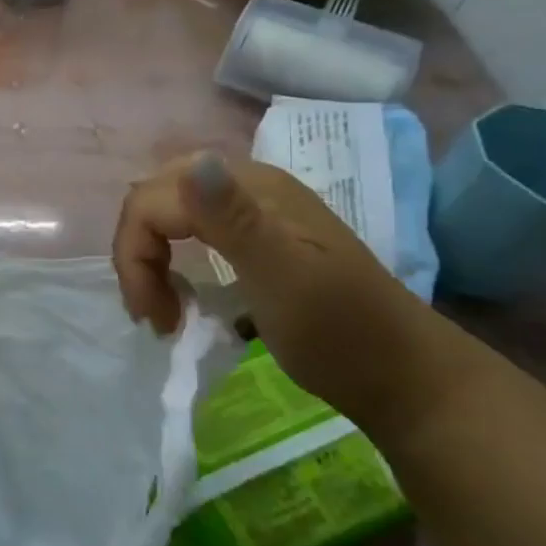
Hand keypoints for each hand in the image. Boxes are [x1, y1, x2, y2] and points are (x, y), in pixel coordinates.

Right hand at [113, 152, 432, 424]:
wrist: (409, 381)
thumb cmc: (342, 335)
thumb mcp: (284, 280)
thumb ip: (234, 220)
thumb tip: (193, 164)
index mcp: (253, 188)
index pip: (154, 199)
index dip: (136, 253)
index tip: (152, 315)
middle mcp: (250, 186)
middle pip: (156, 196)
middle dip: (139, 251)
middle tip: (150, 308)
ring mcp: (255, 210)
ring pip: (170, 211)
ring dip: (152, 256)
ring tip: (165, 308)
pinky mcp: (259, 236)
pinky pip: (192, 230)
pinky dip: (174, 260)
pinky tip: (187, 292)